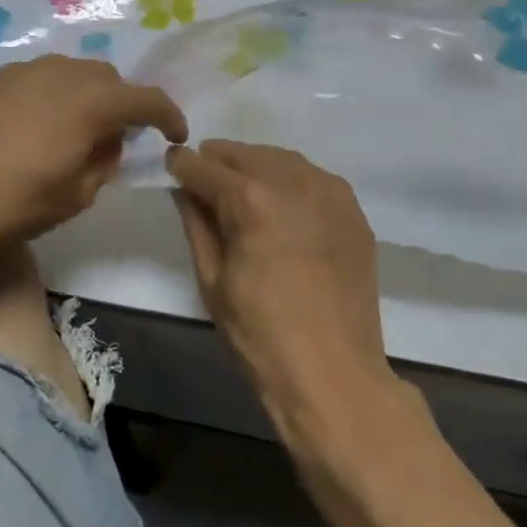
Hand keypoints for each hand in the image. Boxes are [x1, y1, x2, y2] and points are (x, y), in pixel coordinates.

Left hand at [0, 56, 186, 256]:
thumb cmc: (12, 203)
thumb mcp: (75, 195)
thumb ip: (104, 161)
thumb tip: (108, 141)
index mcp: (92, 101)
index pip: (147, 98)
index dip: (168, 116)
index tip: (175, 135)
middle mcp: (62, 73)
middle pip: (108, 78)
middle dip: (122, 103)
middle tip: (116, 138)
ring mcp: (22, 70)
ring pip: (71, 73)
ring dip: (84, 96)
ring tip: (72, 131)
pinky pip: (36, 79)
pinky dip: (50, 96)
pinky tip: (32, 127)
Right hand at [165, 141, 389, 411]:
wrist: (334, 373)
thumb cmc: (260, 334)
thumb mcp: (212, 280)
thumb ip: (197, 224)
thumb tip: (186, 189)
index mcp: (251, 199)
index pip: (205, 166)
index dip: (183, 164)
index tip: (172, 165)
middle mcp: (293, 181)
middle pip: (245, 154)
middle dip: (219, 160)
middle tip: (202, 174)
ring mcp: (330, 193)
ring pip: (282, 159)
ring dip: (255, 164)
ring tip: (240, 184)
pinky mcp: (353, 211)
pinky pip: (314, 178)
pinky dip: (290, 179)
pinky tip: (282, 200)